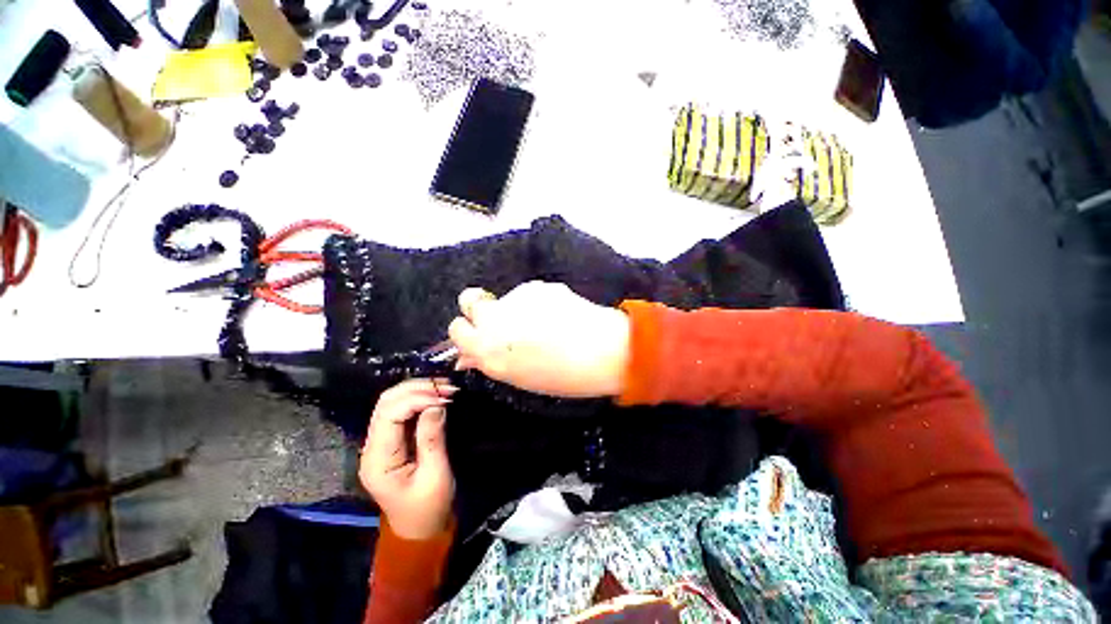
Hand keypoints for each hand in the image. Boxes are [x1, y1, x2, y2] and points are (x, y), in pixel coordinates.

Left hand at [360, 379, 455, 539]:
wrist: (420, 529)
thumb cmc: (429, 507)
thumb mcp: (436, 474)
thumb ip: (433, 437)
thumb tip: (437, 403)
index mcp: (378, 459)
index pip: (389, 414)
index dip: (417, 398)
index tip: (445, 396)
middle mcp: (372, 447)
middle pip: (386, 403)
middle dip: (416, 388)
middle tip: (446, 386)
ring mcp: (380, 443)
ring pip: (391, 403)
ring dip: (417, 390)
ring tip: (444, 387)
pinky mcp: (391, 441)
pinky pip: (399, 411)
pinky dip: (418, 399)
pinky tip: (435, 395)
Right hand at [447, 281, 630, 397]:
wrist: (602, 351)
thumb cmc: (561, 376)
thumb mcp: (517, 376)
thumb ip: (489, 361)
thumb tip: (467, 356)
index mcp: (486, 348)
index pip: (457, 328)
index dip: (467, 330)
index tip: (479, 334)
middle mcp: (494, 318)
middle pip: (469, 299)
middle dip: (478, 307)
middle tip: (501, 318)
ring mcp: (516, 298)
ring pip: (507, 298)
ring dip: (517, 306)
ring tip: (546, 322)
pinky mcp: (538, 285)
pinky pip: (531, 294)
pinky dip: (539, 302)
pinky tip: (560, 314)